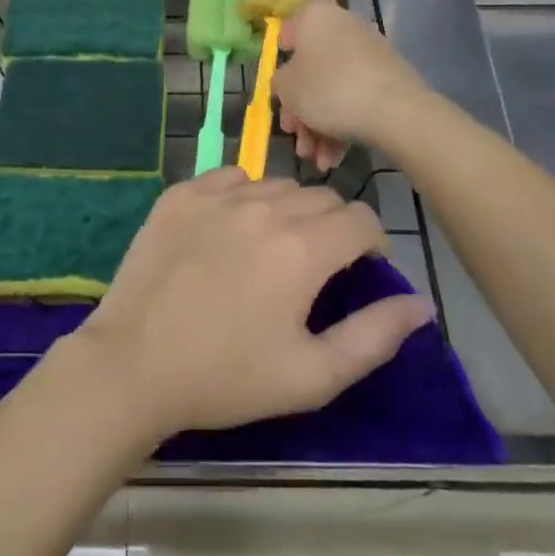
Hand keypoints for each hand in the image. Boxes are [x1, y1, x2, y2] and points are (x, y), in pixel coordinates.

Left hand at [75, 169, 432, 439]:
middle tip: (313, 266)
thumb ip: (374, 336)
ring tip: (270, 248)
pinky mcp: (180, 194)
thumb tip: (420, 304)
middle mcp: (264, 207)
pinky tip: (229, 229)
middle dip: (331, 226)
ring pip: (276, 185)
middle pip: (321, 198)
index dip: (370, 243)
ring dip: (287, 209)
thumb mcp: (311, 375)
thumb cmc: (227, 378)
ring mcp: (217, 196)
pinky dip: (242, 195)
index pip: (361, 218)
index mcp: (302, 248)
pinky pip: (230, 177)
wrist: (134, 364)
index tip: (358, 268)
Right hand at [275, 0, 428, 170]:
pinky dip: (341, 126)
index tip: (281, 71)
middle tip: (293, 133)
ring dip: (318, 124)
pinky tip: (332, 158)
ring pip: (333, 88)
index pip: (298, 16)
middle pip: (313, 64)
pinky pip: (355, 99)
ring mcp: (370, 54)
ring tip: (313, 157)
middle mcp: (345, 27)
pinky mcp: (388, 79)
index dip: (287, 41)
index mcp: (317, 16)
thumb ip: (279, 82)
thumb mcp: (287, 89)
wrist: (395, 112)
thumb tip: (287, 81)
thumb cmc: (329, 89)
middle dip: (300, 104)